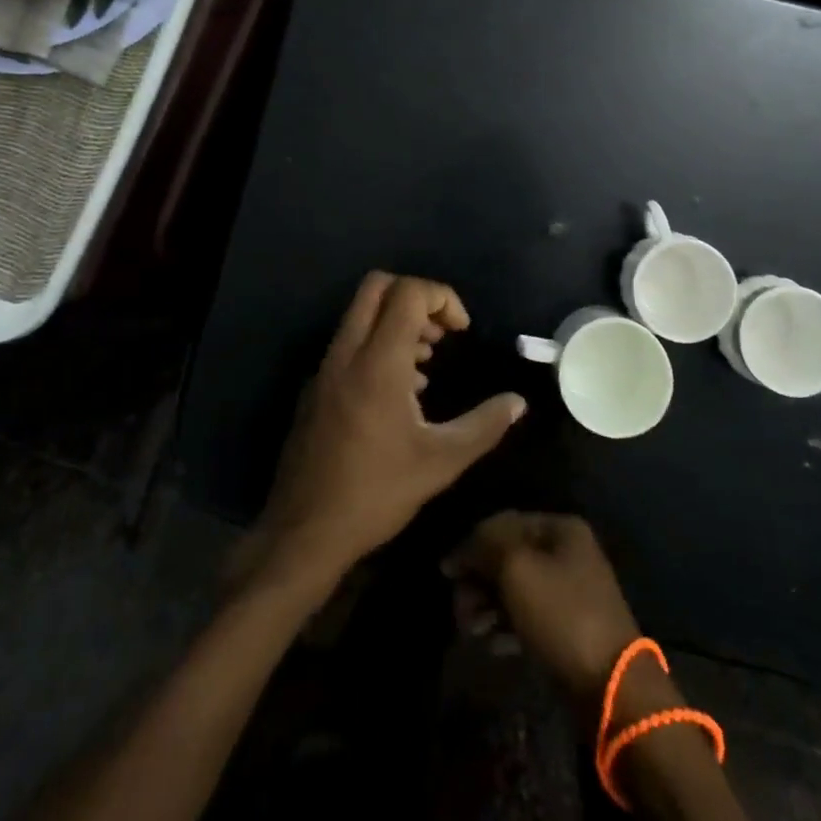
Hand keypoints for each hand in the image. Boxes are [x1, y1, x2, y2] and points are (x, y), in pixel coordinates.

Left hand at [249, 273, 527, 590]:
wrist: (303, 533)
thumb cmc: (376, 493)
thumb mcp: (441, 462)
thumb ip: (484, 425)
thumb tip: (518, 402)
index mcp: (377, 361)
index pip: (408, 292)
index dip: (442, 297)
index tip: (461, 330)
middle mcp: (346, 352)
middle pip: (377, 286)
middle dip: (416, 297)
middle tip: (440, 335)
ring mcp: (325, 368)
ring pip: (360, 313)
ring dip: (395, 321)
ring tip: (425, 364)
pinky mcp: (314, 387)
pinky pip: (348, 342)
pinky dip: (376, 344)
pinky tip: (398, 392)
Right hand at [442, 512, 642, 708]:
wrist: (611, 686)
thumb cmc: (562, 614)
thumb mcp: (517, 569)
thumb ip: (485, 546)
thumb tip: (461, 549)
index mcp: (560, 528)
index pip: (505, 523)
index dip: (472, 543)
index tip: (446, 572)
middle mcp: (566, 553)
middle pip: (509, 557)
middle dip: (479, 580)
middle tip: (460, 609)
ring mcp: (569, 591)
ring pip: (516, 589)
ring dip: (488, 606)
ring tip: (472, 631)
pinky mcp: (568, 628)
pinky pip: (528, 617)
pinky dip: (506, 627)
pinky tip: (492, 645)